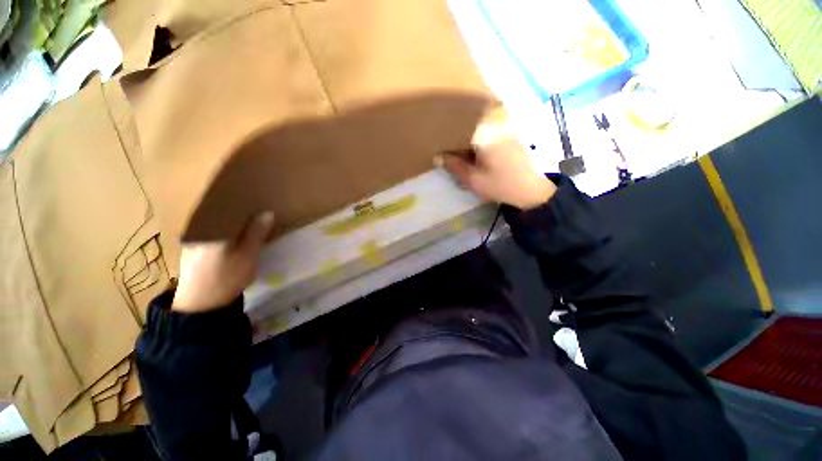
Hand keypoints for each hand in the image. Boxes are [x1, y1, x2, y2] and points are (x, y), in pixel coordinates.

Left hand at [172, 212, 274, 312]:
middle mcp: (199, 230)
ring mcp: (193, 240)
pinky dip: (220, 231)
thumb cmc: (227, 277)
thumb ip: (256, 233)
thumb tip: (266, 213)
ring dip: (228, 221)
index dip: (243, 202)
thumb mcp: (248, 255)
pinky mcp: (190, 250)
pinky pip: (209, 232)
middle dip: (237, 210)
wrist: (200, 305)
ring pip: (214, 223)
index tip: (257, 200)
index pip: (228, 206)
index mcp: (213, 228)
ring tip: (245, 221)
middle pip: (220, 213)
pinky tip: (229, 236)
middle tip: (255, 210)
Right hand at [440, 123, 555, 209]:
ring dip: (469, 141)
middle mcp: (496, 126)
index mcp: (485, 135)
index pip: (459, 129)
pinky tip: (478, 156)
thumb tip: (437, 156)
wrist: (531, 190)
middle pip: (469, 127)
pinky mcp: (511, 135)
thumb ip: (454, 166)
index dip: (448, 140)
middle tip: (451, 154)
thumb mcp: (473, 179)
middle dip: (458, 140)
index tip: (441, 150)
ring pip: (479, 130)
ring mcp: (505, 129)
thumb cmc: (500, 185)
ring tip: (463, 156)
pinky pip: (490, 134)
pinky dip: (481, 142)